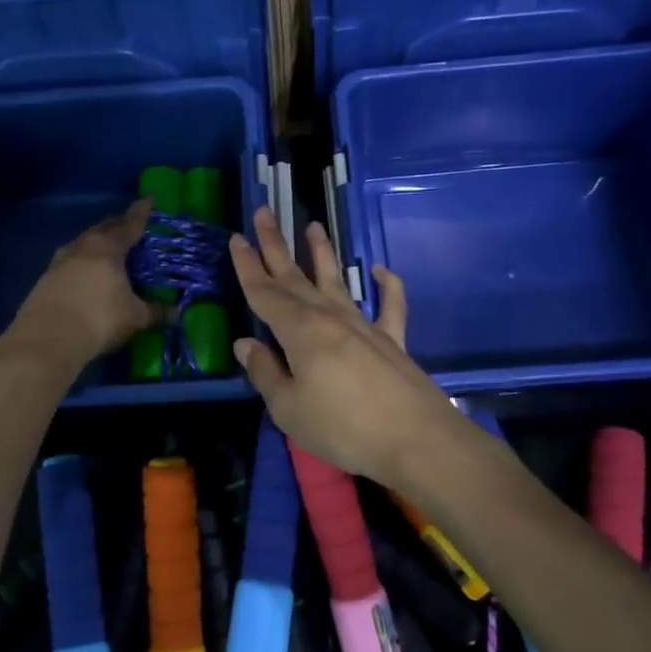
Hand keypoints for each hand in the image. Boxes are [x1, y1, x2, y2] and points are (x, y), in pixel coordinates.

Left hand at [5, 199, 158, 366]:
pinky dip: (84, 262)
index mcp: (108, 246)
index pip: (130, 223)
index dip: (142, 212)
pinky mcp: (45, 278)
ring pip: (84, 243)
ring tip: (110, 250)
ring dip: (98, 243)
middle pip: (104, 228)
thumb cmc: (99, 319)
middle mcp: (83, 246)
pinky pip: (71, 261)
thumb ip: (155, 312)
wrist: (46, 339)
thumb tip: (176, 314)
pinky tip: (88, 274)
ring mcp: (60, 260)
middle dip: (119, 225)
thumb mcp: (134, 317)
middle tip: (131, 227)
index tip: (149, 199)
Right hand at [229, 207, 468, 491]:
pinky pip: (390, 306)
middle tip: (264, 212)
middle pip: (295, 276)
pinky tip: (381, 270)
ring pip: (337, 281)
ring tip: (313, 226)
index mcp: (299, 330)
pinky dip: (388, 286)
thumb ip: (265, 373)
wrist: (414, 439)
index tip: (236, 238)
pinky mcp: (392, 340)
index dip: (248, 266)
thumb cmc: (342, 427)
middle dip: (276, 244)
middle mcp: (329, 317)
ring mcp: (364, 325)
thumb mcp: (289, 409)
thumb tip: (245, 344)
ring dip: (322, 253)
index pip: (264, 292)